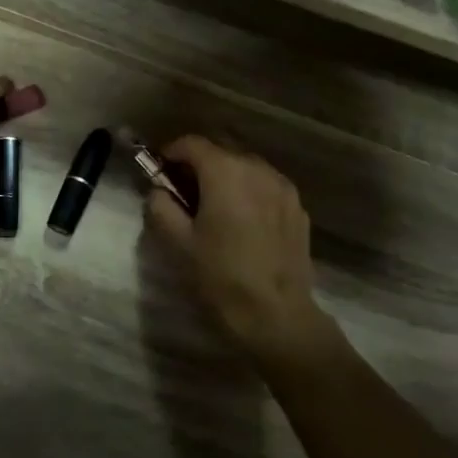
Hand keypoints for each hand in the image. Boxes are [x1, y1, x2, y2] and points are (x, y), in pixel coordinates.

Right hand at [142, 136, 324, 366]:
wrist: (276, 314)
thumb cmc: (221, 274)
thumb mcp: (178, 242)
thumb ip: (161, 206)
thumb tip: (158, 191)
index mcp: (224, 171)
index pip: (192, 143)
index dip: (171, 152)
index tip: (160, 171)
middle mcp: (257, 168)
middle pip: (221, 151)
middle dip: (199, 164)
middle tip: (183, 191)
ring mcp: (283, 187)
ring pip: (246, 167)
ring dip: (226, 177)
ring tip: (215, 206)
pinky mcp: (298, 208)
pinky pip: (266, 187)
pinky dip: (249, 192)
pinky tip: (243, 222)